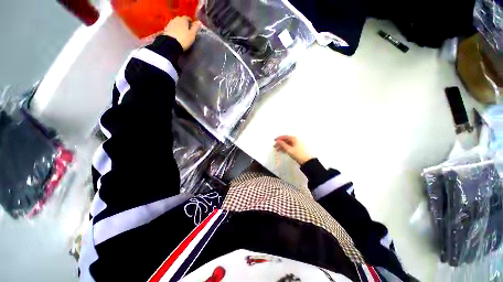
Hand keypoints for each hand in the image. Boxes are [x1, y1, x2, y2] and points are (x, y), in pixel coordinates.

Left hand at [163, 16, 201, 49]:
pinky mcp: (166, 29)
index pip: (188, 18)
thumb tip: (199, 22)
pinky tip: (176, 36)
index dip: (191, 22)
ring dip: (179, 27)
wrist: (171, 44)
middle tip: (188, 31)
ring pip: (176, 24)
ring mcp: (170, 23)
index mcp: (183, 19)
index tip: (193, 28)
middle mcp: (176, 19)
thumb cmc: (184, 39)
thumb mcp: (192, 34)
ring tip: (182, 34)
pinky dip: (175, 30)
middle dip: (185, 24)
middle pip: (181, 20)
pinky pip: (172, 28)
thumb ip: (196, 28)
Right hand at [274, 135, 312, 164]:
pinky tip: (282, 151)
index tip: (274, 140)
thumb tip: (278, 141)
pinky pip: (290, 146)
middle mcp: (296, 140)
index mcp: (294, 139)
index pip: (285, 136)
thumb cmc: (298, 154)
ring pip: (288, 144)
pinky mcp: (298, 148)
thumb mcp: (289, 150)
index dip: (279, 138)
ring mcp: (297, 144)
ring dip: (282, 146)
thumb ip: (283, 144)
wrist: (307, 161)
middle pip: (286, 140)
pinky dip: (286, 148)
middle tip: (274, 146)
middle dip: (280, 143)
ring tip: (277, 150)